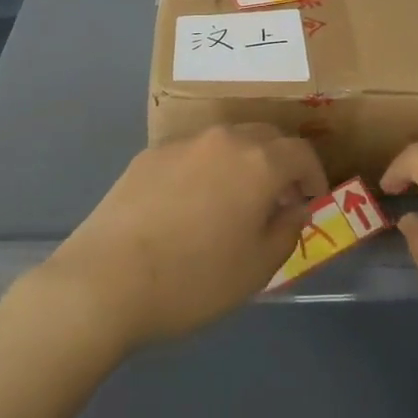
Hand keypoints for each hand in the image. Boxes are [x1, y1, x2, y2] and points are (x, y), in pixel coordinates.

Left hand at [33, 124, 325, 353]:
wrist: (104, 281)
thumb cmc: (193, 279)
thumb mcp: (256, 268)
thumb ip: (286, 230)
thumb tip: (295, 207)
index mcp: (259, 162)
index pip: (301, 152)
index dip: (313, 175)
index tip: (310, 201)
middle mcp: (225, 139)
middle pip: (266, 136)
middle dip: (280, 162)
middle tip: (277, 198)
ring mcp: (184, 143)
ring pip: (228, 140)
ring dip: (242, 162)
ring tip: (233, 200)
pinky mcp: (150, 154)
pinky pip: (193, 153)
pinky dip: (206, 169)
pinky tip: (190, 205)